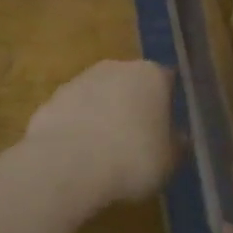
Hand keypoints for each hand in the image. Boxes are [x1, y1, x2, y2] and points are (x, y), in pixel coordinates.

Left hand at [20, 60, 178, 209]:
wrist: (67, 164)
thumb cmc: (132, 159)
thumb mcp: (169, 161)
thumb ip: (176, 144)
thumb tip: (179, 137)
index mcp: (152, 75)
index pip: (167, 81)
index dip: (168, 104)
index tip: (167, 128)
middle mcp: (117, 67)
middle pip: (131, 84)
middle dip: (134, 106)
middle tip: (137, 140)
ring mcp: (81, 80)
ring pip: (100, 96)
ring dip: (103, 116)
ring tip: (104, 153)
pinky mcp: (53, 98)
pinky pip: (74, 112)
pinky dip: (78, 128)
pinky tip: (78, 156)